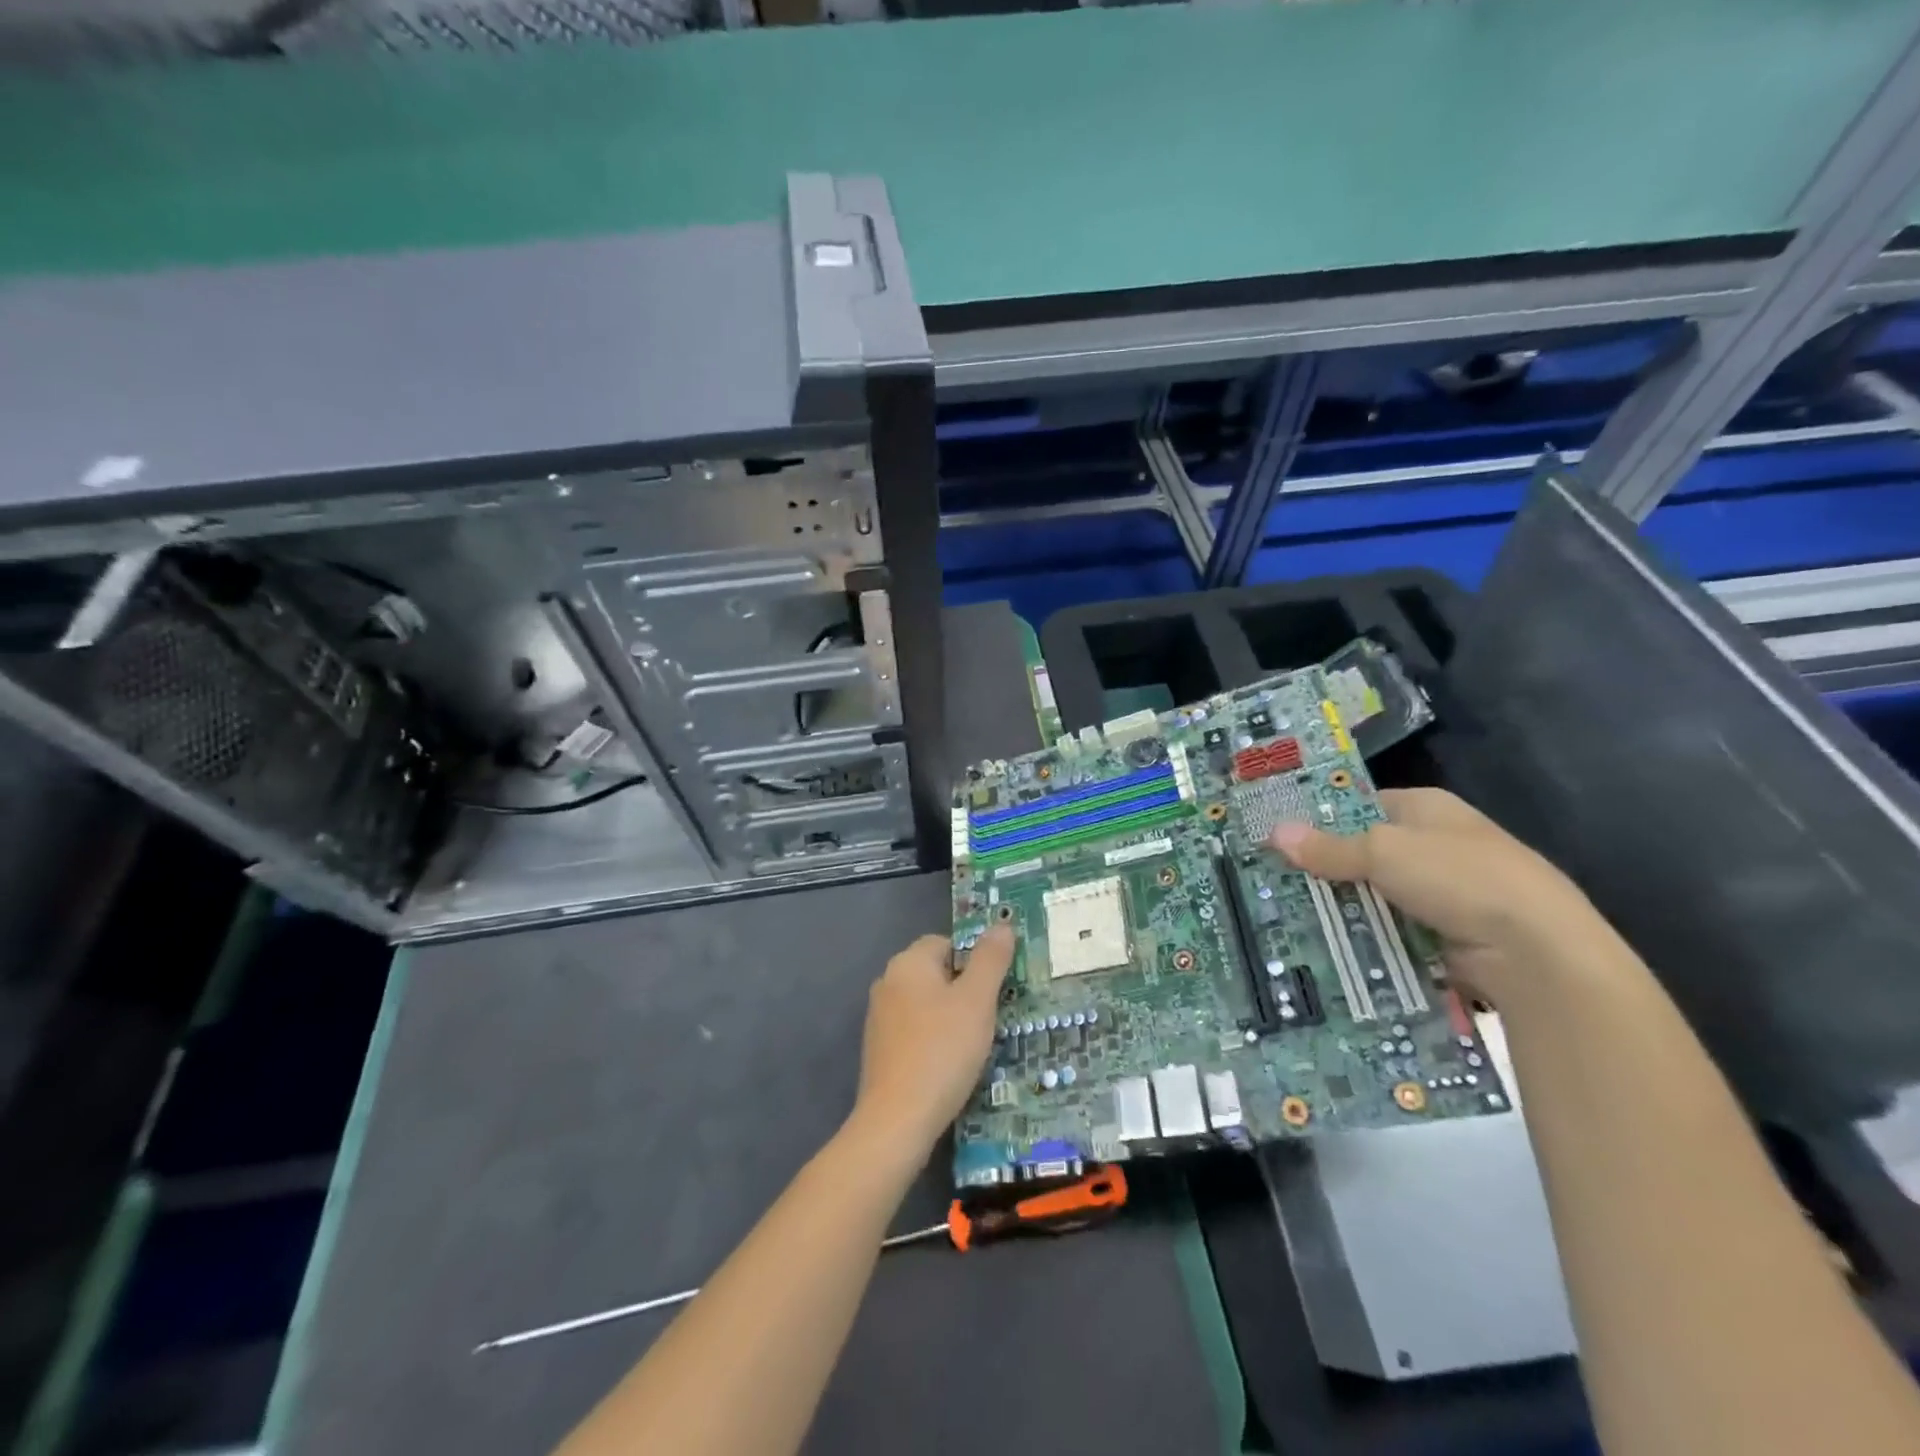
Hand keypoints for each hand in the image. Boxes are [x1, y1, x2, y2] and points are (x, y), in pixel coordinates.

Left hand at [851, 924, 1013, 1152]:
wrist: (897, 1120)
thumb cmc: (942, 1050)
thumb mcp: (977, 1000)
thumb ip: (991, 959)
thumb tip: (1002, 925)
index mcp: (908, 963)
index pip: (946, 942)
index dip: (974, 960)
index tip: (995, 989)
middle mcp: (887, 982)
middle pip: (935, 972)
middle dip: (964, 990)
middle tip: (990, 1016)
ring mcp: (879, 1018)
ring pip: (925, 1004)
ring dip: (950, 1017)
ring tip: (974, 1044)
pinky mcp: (878, 1050)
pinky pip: (914, 1031)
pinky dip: (933, 1040)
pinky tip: (949, 1065)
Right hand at [1267, 787, 1613, 1007]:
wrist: (1537, 953)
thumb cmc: (1459, 878)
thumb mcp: (1383, 853)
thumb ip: (1328, 847)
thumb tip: (1274, 832)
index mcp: (1429, 808)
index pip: (1362, 804)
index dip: (1322, 817)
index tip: (1279, 835)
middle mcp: (1438, 844)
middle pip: (1365, 852)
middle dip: (1325, 868)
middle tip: (1272, 880)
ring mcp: (1446, 892)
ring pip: (1375, 895)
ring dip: (1343, 907)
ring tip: (1287, 916)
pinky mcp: (1447, 934)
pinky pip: (1392, 930)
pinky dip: (1366, 937)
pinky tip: (1327, 944)